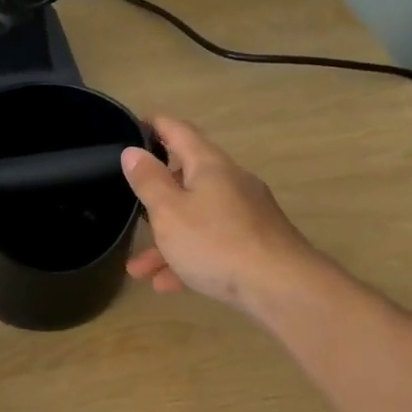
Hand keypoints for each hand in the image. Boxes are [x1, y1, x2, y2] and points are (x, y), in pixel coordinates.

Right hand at [121, 117, 317, 314]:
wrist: (281, 287)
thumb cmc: (216, 242)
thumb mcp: (170, 212)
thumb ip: (149, 181)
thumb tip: (133, 151)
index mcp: (209, 165)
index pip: (179, 131)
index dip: (155, 125)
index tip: (132, 125)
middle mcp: (230, 182)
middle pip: (187, 179)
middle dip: (155, 197)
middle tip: (130, 205)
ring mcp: (245, 213)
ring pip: (196, 218)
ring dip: (165, 240)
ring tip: (138, 269)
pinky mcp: (254, 243)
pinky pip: (213, 243)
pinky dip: (188, 258)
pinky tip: (167, 284)